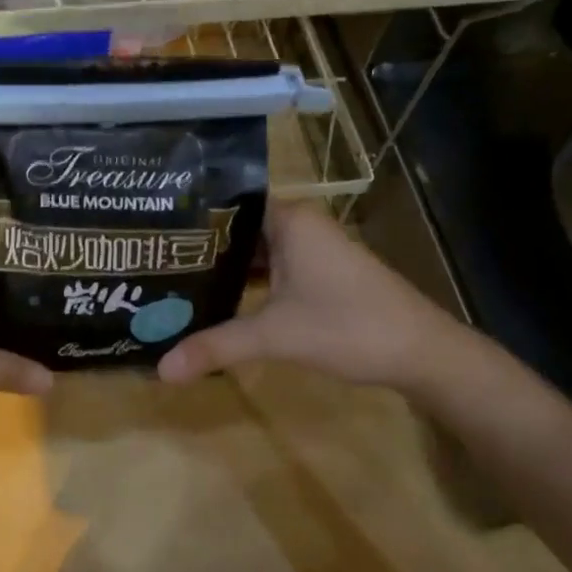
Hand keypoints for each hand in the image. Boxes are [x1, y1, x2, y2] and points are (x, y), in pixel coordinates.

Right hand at [157, 201, 469, 391]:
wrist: (422, 352)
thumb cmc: (348, 327)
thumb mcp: (275, 336)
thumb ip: (216, 347)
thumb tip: (160, 369)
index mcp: (288, 219)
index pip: (226, 201)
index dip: (189, 215)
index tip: (149, 229)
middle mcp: (299, 224)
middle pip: (237, 227)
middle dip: (198, 245)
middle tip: (150, 259)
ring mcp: (312, 248)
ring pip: (254, 249)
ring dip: (222, 266)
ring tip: (172, 278)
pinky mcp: (320, 272)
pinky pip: (271, 266)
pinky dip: (246, 280)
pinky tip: (217, 298)